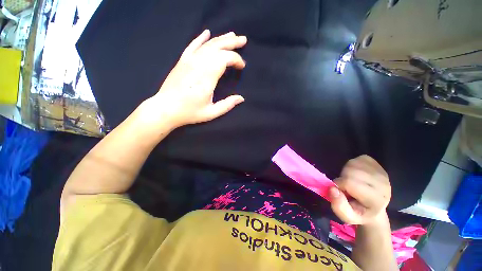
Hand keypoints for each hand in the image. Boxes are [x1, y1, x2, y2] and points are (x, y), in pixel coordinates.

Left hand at [146, 30, 246, 128]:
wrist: (165, 108)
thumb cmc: (189, 112)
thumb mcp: (211, 113)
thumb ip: (227, 105)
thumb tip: (241, 98)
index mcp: (207, 77)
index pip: (225, 58)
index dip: (236, 59)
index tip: (242, 67)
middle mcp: (198, 64)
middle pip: (217, 47)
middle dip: (232, 43)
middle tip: (243, 40)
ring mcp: (189, 60)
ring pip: (207, 44)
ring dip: (221, 39)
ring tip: (232, 35)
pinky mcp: (182, 61)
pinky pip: (192, 45)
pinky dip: (200, 38)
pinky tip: (207, 32)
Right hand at [329, 155, 390, 225]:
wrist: (374, 207)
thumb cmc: (359, 212)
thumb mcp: (347, 217)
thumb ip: (339, 206)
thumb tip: (332, 188)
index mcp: (376, 199)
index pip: (350, 182)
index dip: (339, 185)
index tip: (341, 192)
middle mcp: (382, 184)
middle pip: (350, 171)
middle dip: (342, 178)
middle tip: (345, 187)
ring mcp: (381, 172)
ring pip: (352, 164)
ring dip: (345, 171)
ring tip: (350, 181)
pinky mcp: (378, 165)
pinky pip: (357, 159)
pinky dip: (351, 165)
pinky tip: (355, 174)